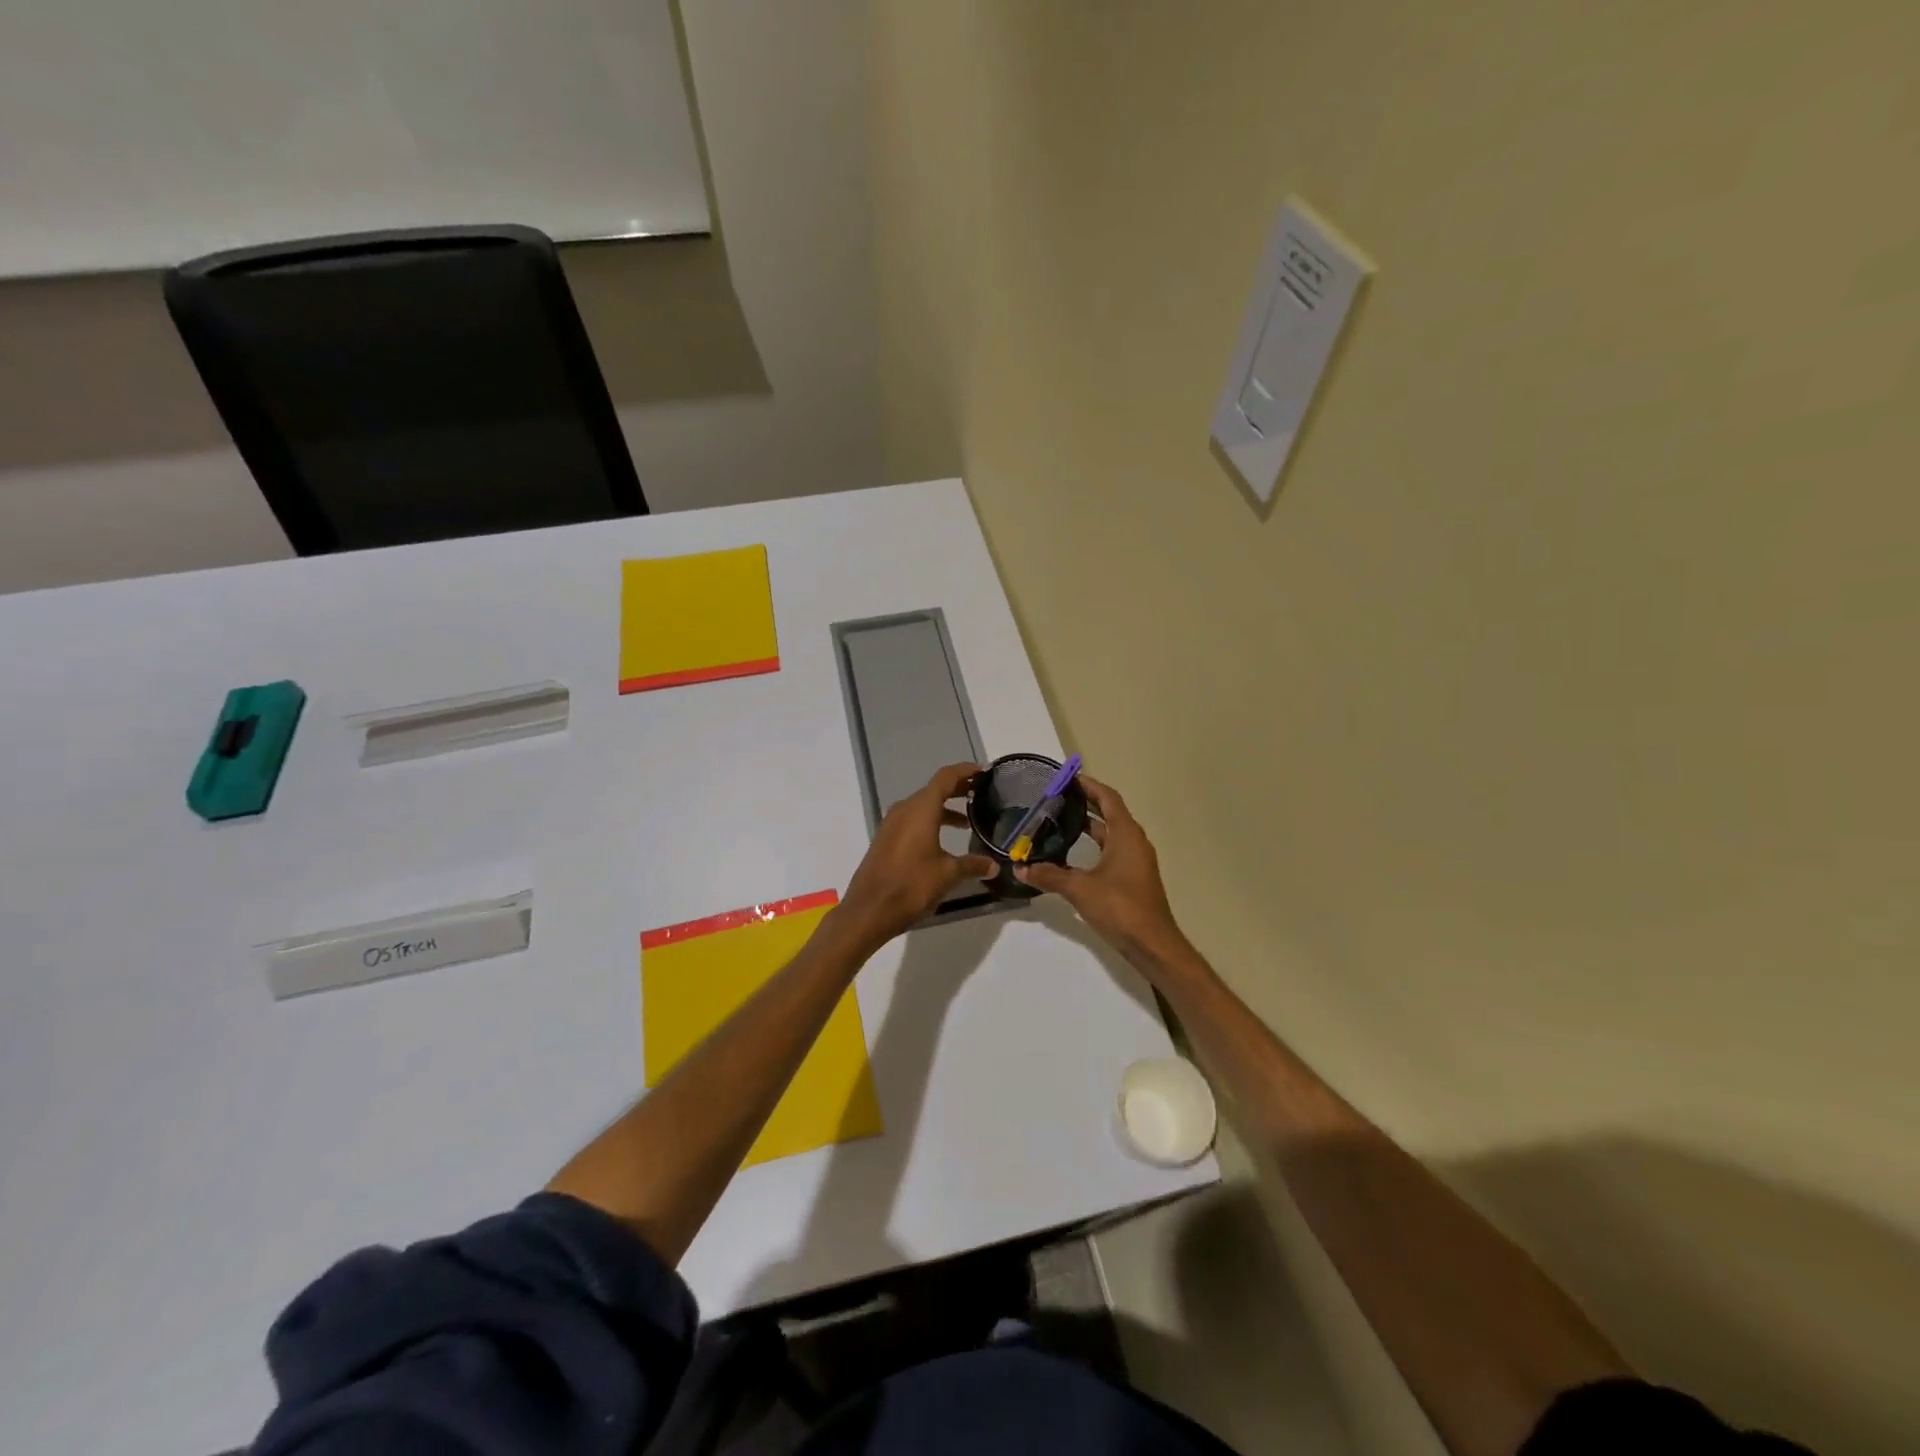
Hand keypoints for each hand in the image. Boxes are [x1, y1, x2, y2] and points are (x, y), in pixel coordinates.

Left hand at [838, 763, 996, 951]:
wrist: (868, 911)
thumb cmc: (911, 886)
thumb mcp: (948, 875)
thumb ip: (972, 865)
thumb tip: (994, 866)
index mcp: (920, 809)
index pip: (945, 778)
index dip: (965, 771)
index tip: (984, 771)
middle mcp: (904, 810)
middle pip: (933, 789)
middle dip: (957, 789)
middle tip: (981, 792)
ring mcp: (891, 824)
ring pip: (922, 806)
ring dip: (944, 808)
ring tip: (967, 820)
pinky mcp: (885, 840)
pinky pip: (912, 820)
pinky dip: (930, 821)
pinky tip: (943, 841)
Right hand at [1015, 776, 1186, 965]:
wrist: (1153, 945)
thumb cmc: (1120, 907)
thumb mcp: (1080, 889)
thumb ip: (1049, 876)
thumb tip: (1019, 868)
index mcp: (1126, 835)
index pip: (1108, 798)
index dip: (1089, 785)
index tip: (1067, 778)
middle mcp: (1134, 842)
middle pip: (1110, 813)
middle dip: (1085, 804)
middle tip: (1056, 799)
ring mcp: (1136, 861)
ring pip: (1110, 834)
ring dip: (1089, 826)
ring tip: (1059, 822)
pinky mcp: (1133, 879)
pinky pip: (1111, 852)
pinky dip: (1093, 846)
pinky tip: (1072, 856)